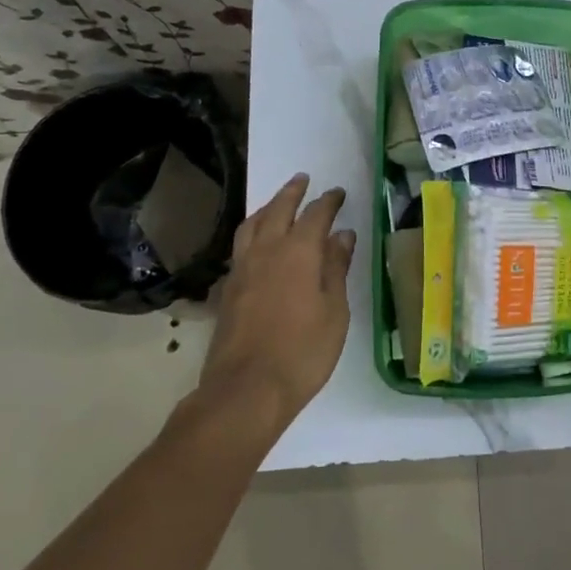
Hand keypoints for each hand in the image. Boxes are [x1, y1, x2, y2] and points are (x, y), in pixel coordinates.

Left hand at [201, 173, 355, 429]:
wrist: (246, 390)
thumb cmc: (302, 351)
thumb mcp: (334, 311)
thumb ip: (336, 268)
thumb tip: (341, 235)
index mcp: (298, 252)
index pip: (315, 214)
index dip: (328, 201)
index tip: (338, 193)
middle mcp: (266, 251)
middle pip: (278, 209)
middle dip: (292, 192)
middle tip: (303, 179)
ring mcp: (242, 269)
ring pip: (252, 224)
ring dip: (267, 207)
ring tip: (277, 203)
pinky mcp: (229, 289)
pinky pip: (241, 245)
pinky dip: (252, 231)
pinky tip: (257, 242)